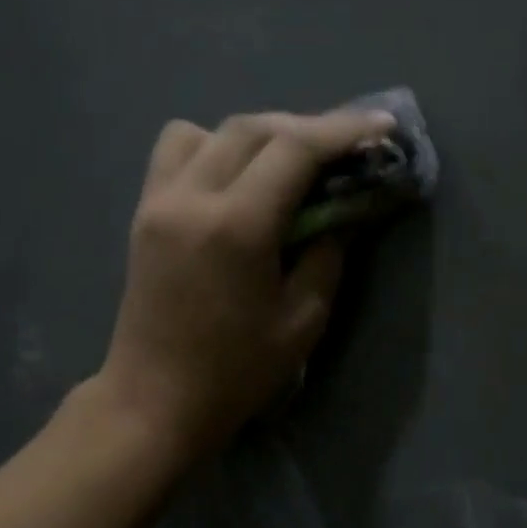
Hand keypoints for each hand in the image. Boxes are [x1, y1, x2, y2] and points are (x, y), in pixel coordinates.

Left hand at [86, 107, 396, 461]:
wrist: (154, 401)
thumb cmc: (236, 371)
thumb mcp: (303, 320)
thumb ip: (328, 254)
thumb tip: (341, 212)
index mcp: (236, 227)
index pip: (295, 149)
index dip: (344, 130)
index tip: (382, 125)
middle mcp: (191, 198)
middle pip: (254, 127)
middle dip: (308, 127)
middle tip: (347, 146)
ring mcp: (159, 201)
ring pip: (211, 129)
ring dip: (260, 133)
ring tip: (290, 162)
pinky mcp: (144, 212)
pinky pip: (178, 150)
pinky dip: (216, 147)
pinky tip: (239, 179)